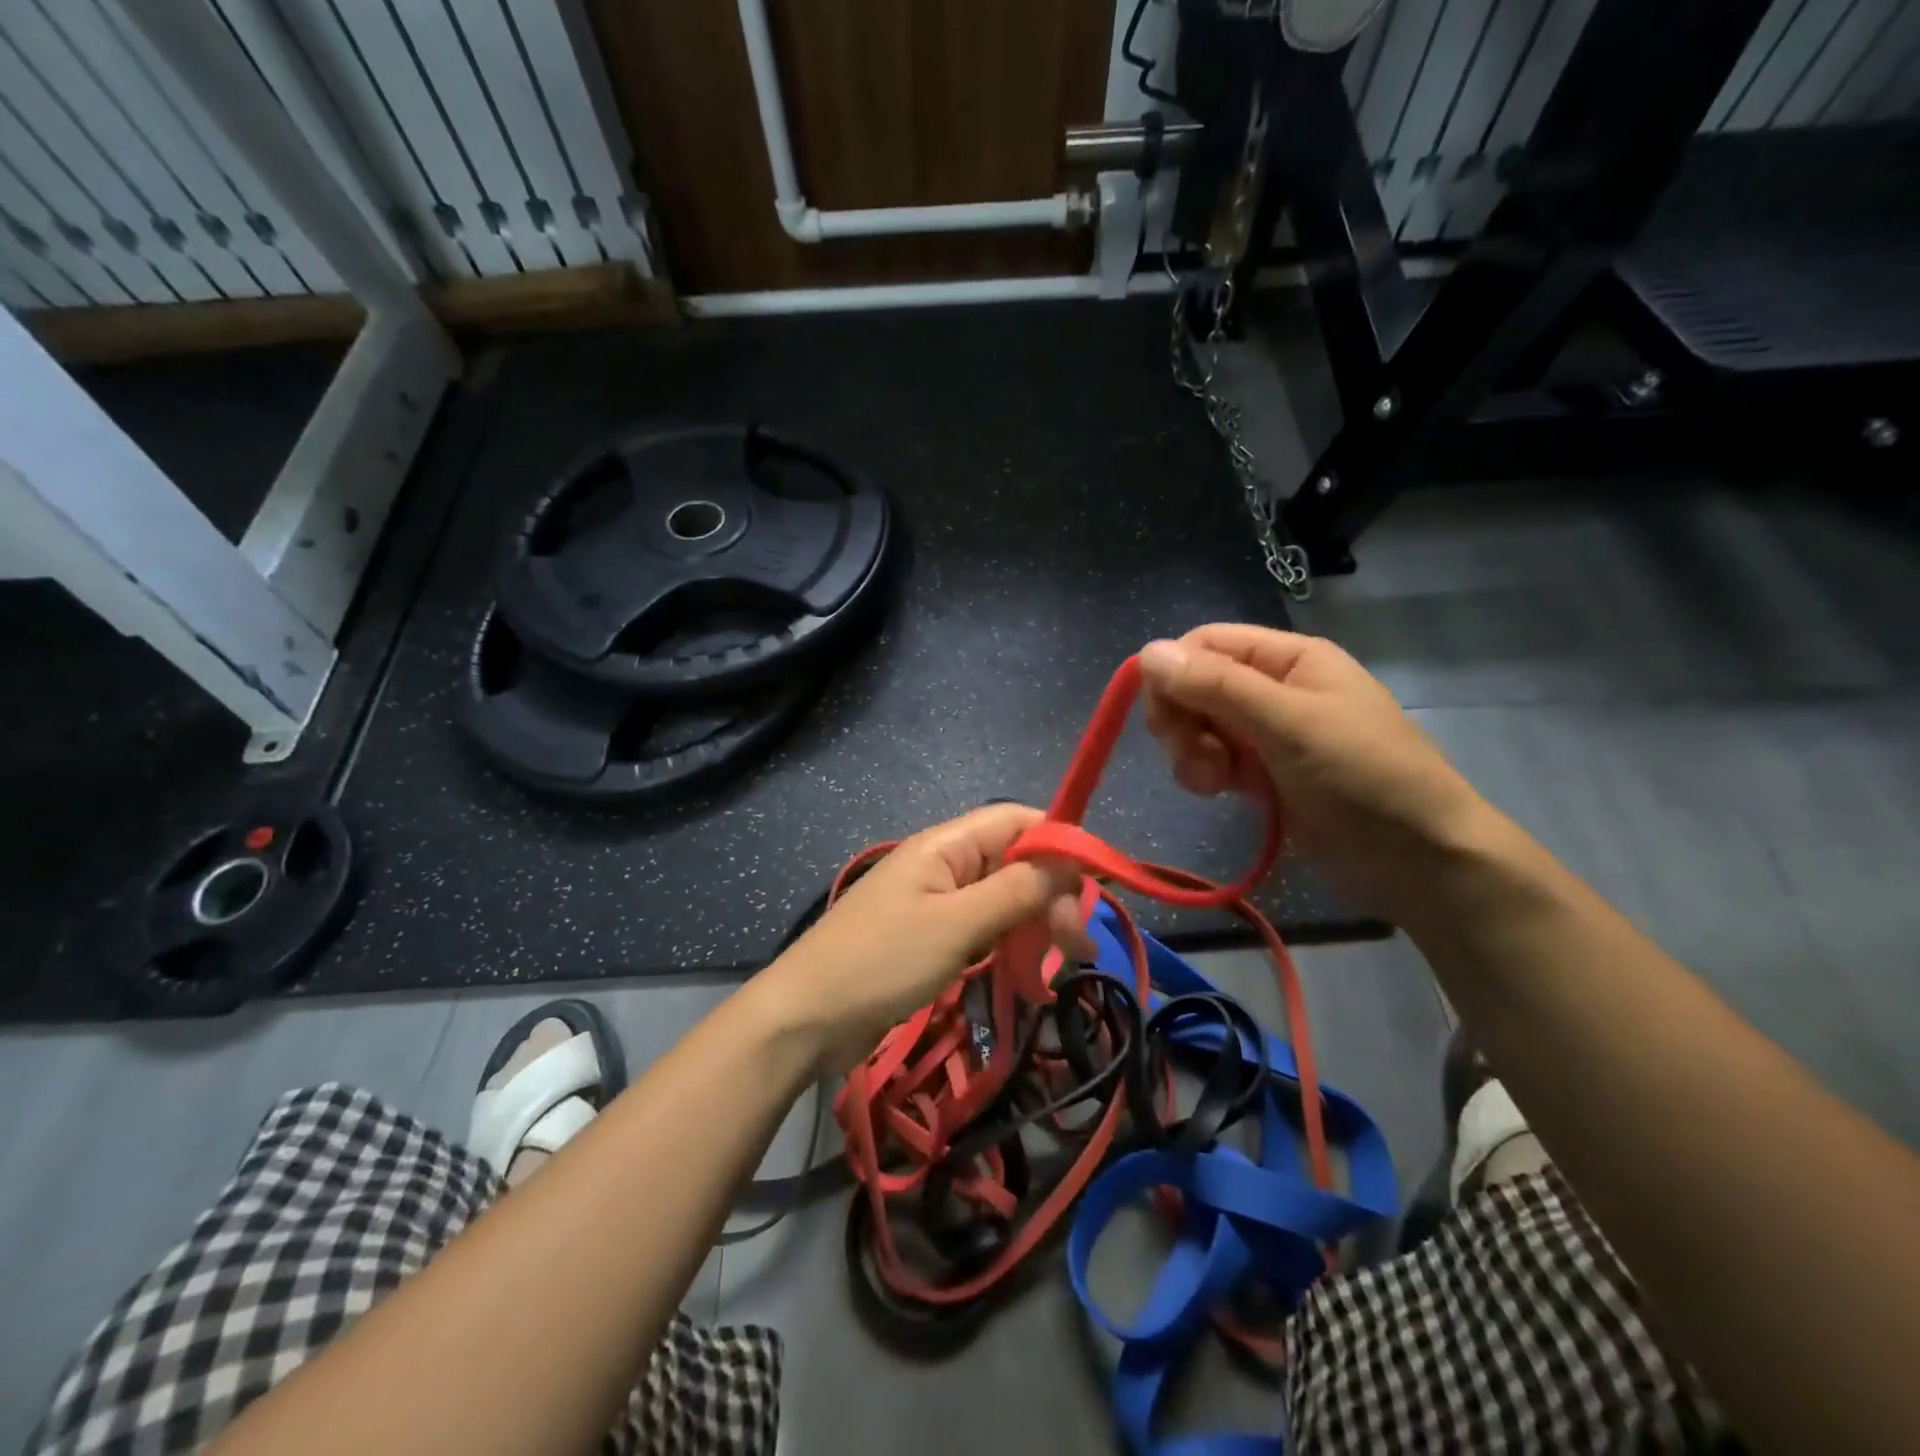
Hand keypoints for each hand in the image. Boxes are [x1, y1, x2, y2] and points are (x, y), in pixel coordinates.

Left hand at [757, 804, 1087, 1072]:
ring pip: (1003, 899)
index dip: (1059, 842)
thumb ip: (1014, 890)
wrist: (806, 1019)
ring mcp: (937, 903)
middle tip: (1077, 946)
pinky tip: (1026, 975)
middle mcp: (944, 864)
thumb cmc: (881, 962)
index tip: (1094, 885)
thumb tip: (1066, 862)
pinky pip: (983, 929)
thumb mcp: (955, 925)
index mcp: (945, 845)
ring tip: (1059, 964)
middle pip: (1015, 862)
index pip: (1017, 820)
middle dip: (1052, 895)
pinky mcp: (932, 938)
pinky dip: (1009, 946)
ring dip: (1035, 925)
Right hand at [1138, 625, 1489, 915]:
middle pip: (1194, 684)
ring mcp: (1265, 732)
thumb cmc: (1362, 776)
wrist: (1416, 859)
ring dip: (1190, 751)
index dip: (1174, 673)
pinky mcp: (1260, 773)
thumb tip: (1147, 652)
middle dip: (1181, 718)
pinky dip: (1204, 772)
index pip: (1205, 644)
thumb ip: (1218, 685)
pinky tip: (1220, 791)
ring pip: (1196, 724)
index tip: (1164, 717)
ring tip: (1212, 782)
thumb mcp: (1290, 723)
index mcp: (1289, 658)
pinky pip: (1211, 758)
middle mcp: (1273, 687)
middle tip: (1190, 754)